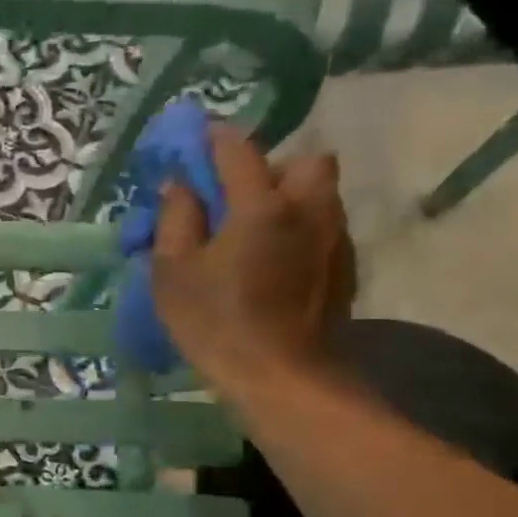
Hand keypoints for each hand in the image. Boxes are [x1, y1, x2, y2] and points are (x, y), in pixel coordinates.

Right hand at [148, 125, 355, 395]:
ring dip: (288, 198)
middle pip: (304, 161)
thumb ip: (175, 219)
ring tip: (253, 233)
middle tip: (237, 198)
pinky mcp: (345, 266)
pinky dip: (299, 230)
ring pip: (319, 194)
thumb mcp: (172, 272)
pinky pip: (324, 227)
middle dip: (271, 168)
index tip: (195, 142)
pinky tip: (273, 264)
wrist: (280, 377)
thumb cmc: (215, 323)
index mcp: (261, 205)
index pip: (238, 149)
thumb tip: (178, 185)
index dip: (214, 139)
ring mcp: (334, 237)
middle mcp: (308, 208)